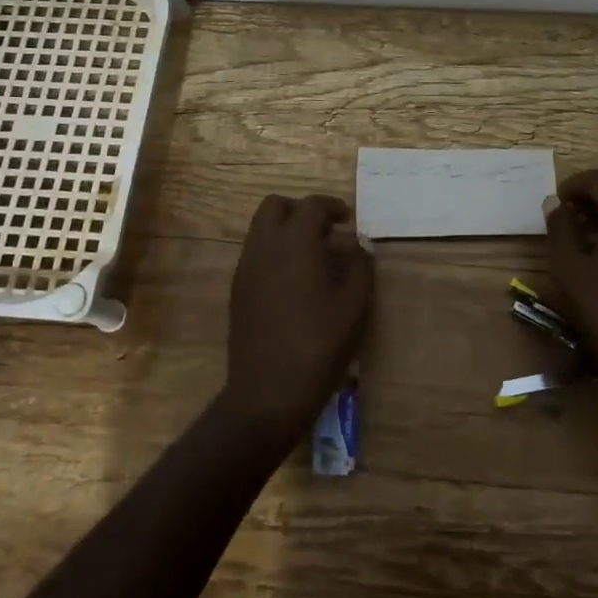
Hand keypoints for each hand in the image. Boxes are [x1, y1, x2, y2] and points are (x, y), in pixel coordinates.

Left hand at [222, 193, 374, 445]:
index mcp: (295, 244)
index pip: (311, 206)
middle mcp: (264, 247)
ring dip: (284, 230)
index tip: (347, 220)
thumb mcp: (354, 306)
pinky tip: (293, 280)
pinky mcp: (237, 290)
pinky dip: (273, 252)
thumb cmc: (319, 345)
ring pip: (259, 228)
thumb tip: (357, 245)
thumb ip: (360, 266)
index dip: (332, 207)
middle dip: (300, 210)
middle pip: (274, 206)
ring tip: (311, 255)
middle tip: (324, 230)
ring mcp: (246, 269)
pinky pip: (254, 253)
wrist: (268, 391)